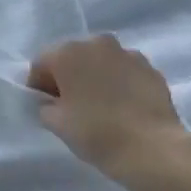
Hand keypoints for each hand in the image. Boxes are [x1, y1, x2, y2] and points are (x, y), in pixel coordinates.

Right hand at [27, 35, 190, 179]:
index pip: (41, 64)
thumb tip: (52, 102)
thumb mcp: (56, 123)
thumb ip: (45, 106)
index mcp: (68, 52)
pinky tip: (122, 108)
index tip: (45, 107)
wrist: (151, 148)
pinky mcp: (151, 68)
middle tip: (70, 106)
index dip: (39, 86)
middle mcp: (97, 43)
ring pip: (101, 62)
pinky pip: (125, 72)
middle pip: (72, 58)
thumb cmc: (95, 132)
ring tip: (100, 106)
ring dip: (95, 77)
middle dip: (68, 77)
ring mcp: (128, 53)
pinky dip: (119, 83)